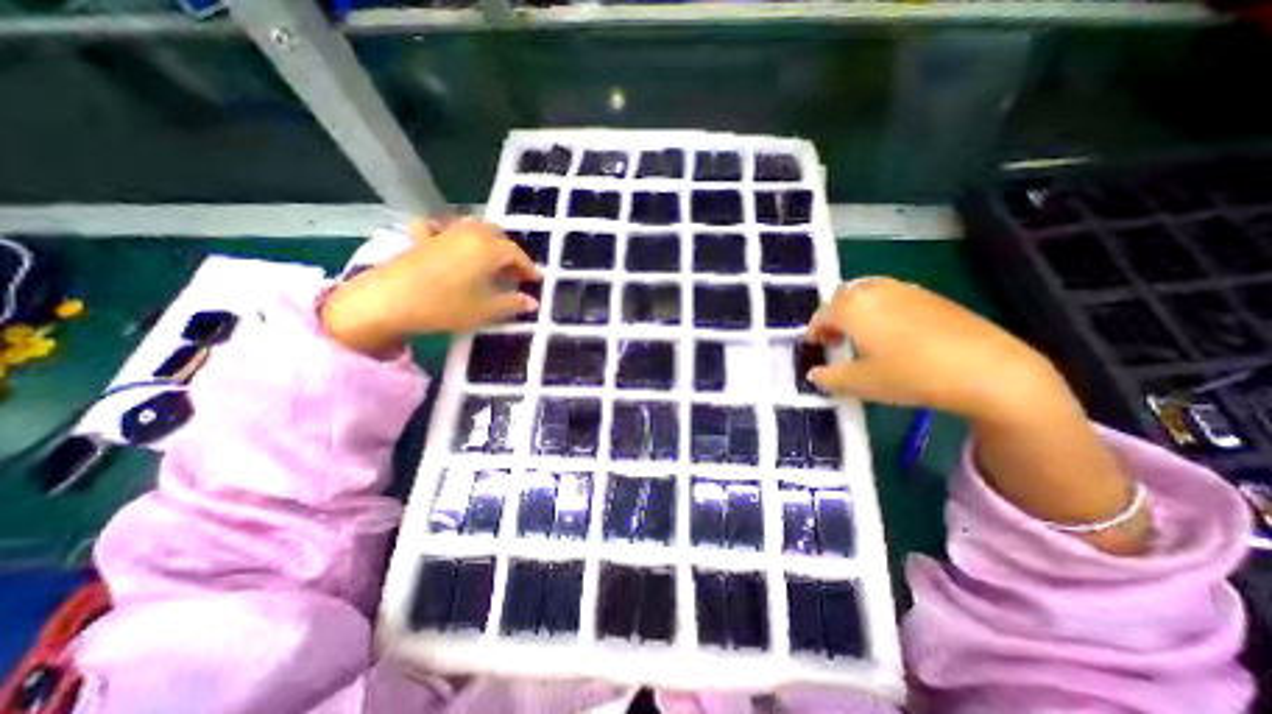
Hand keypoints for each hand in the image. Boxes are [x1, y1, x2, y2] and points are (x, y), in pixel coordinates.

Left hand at [320, 219, 536, 357]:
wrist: (387, 300)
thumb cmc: (444, 306)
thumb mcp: (484, 310)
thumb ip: (512, 304)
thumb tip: (533, 303)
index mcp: (487, 249)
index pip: (516, 254)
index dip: (528, 267)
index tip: (536, 280)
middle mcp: (468, 234)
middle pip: (496, 235)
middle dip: (509, 251)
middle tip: (514, 272)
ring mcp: (443, 233)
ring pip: (472, 228)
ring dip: (486, 240)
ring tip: (490, 259)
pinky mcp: (421, 239)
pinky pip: (440, 228)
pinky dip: (449, 233)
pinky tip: (448, 241)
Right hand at [809, 275, 1064, 423]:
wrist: (987, 369)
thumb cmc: (910, 375)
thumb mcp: (859, 384)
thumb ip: (828, 378)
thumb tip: (815, 373)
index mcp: (851, 307)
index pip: (820, 315)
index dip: (813, 331)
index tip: (813, 346)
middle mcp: (873, 289)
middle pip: (842, 297)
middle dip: (833, 317)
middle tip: (835, 340)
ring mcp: (904, 289)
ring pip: (867, 293)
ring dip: (856, 311)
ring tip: (863, 336)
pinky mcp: (931, 295)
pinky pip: (891, 297)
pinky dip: (880, 310)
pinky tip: (893, 334)